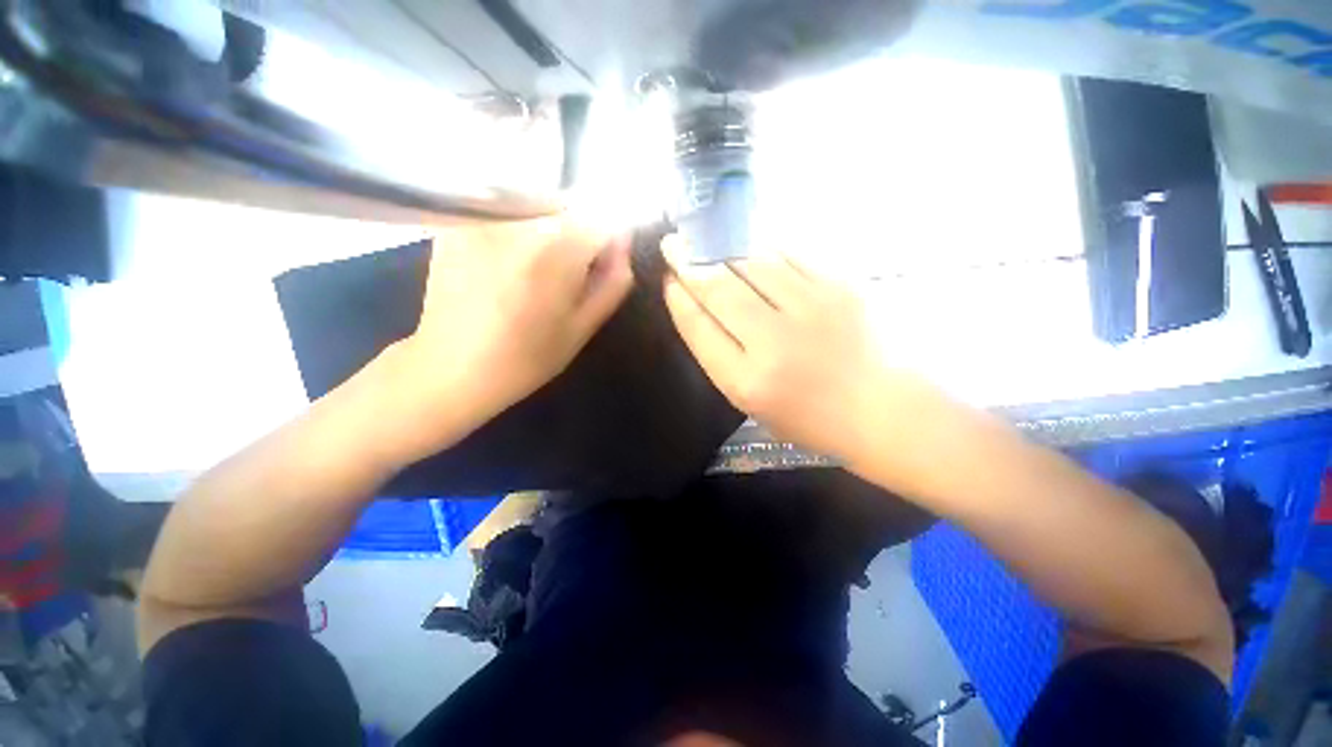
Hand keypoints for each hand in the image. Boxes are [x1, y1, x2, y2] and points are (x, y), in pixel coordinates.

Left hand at [391, 218, 632, 455]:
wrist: (450, 368)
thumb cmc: (526, 357)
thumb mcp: (582, 327)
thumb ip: (612, 283)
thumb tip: (623, 246)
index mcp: (556, 249)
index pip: (602, 222)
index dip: (607, 247)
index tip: (597, 273)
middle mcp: (519, 220)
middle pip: (569, 209)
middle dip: (578, 238)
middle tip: (564, 279)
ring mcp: (483, 216)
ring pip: (538, 208)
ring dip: (548, 234)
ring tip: (533, 275)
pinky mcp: (458, 222)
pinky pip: (506, 214)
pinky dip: (517, 233)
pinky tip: (505, 268)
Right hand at [662, 236, 912, 460]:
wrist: (877, 406)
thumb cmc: (805, 414)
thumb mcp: (749, 400)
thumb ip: (719, 355)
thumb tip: (697, 304)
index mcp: (747, 381)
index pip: (700, 328)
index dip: (679, 300)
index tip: (668, 280)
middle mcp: (774, 342)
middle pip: (720, 290)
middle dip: (689, 263)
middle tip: (673, 244)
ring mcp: (811, 309)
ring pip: (752, 264)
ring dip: (723, 248)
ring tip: (706, 238)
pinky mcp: (839, 287)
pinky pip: (789, 255)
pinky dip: (763, 248)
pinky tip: (750, 246)